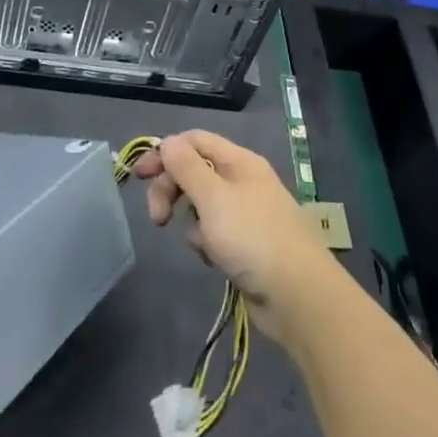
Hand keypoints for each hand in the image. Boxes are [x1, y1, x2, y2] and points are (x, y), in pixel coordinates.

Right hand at [131, 130, 339, 349]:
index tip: (139, 176)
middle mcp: (243, 181)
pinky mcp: (245, 244)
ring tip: (203, 244)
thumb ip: (186, 167)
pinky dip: (207, 243)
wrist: (298, 296)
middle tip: (158, 218)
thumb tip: (167, 142)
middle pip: (194, 172)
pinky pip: (213, 233)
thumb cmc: (252, 237)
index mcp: (239, 161)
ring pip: (201, 205)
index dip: (165, 153)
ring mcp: (245, 213)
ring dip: (192, 222)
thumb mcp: (213, 197)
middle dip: (172, 190)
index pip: (194, 140)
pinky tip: (215, 260)